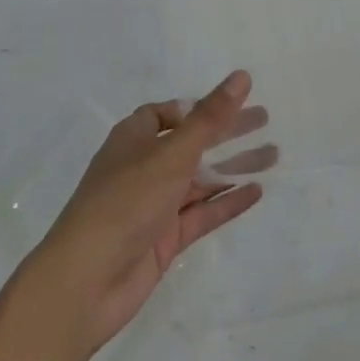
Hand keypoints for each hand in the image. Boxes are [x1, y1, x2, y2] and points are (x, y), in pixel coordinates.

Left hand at [26, 71, 273, 358]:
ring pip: (201, 179)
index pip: (167, 113)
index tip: (230, 103)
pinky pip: (202, 213)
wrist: (84, 284)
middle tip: (266, 120)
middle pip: (192, 142)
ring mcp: (155, 205)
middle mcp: (144, 167)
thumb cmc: (124, 203)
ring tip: (274, 155)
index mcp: (135, 139)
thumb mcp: (171, 154)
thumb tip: (242, 76)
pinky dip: (227, 202)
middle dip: (227, 132)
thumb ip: (210, 118)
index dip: (197, 107)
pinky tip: (257, 192)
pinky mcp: (165, 239)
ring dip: (234, 166)